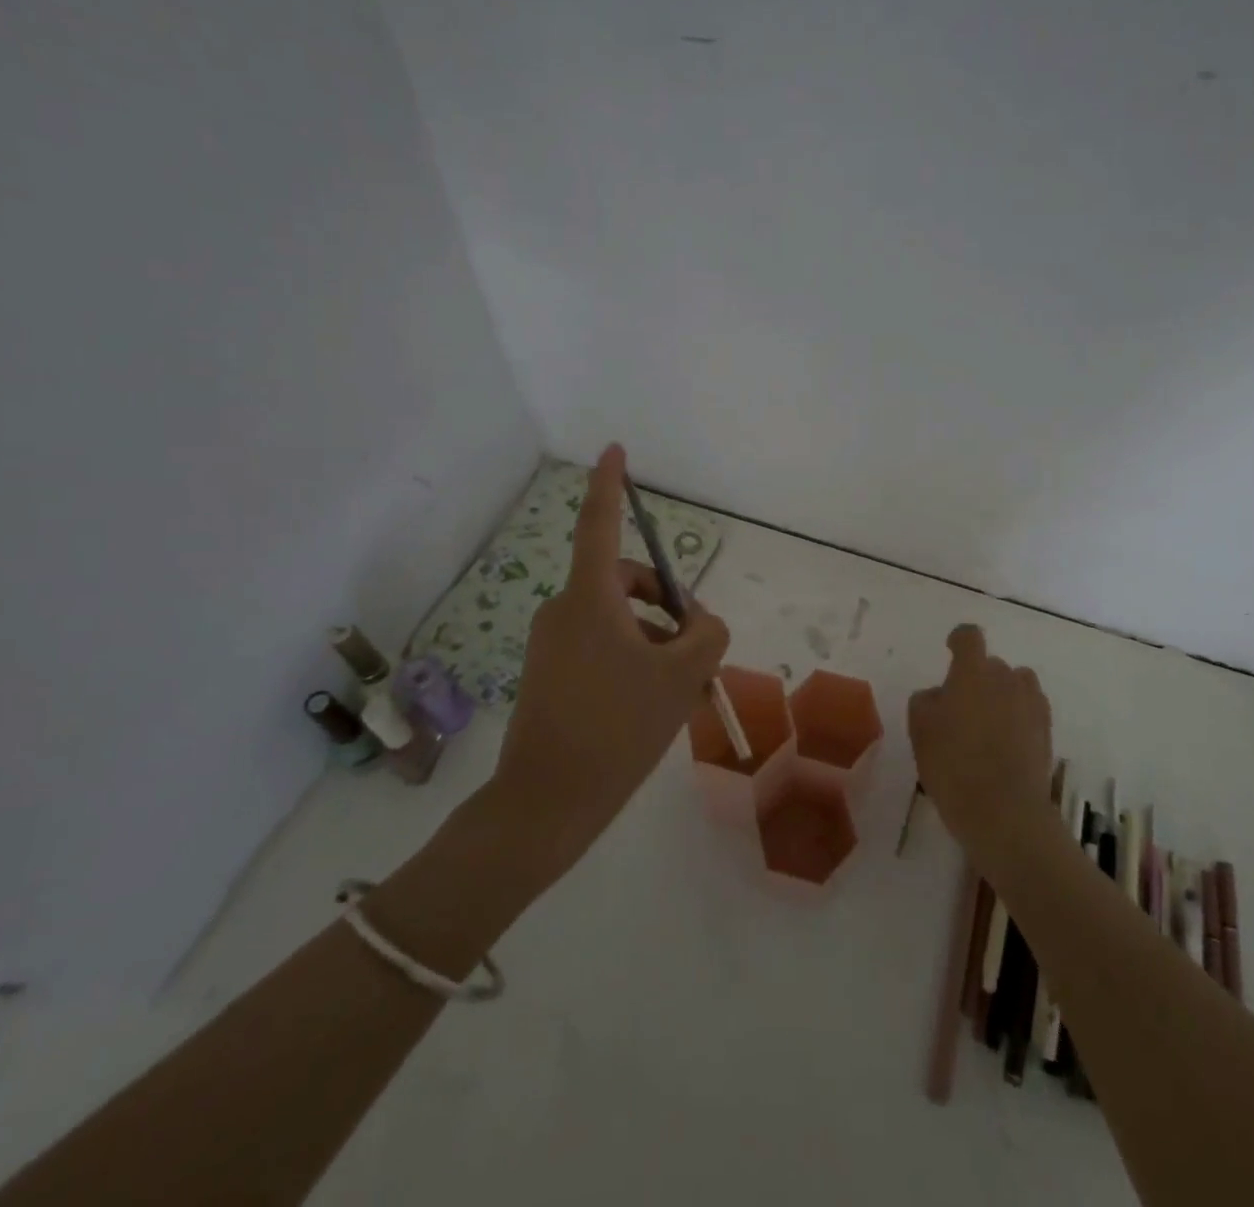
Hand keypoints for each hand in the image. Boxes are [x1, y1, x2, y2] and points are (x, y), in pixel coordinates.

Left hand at [486, 443, 729, 883]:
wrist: (547, 803)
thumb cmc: (618, 727)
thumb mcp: (682, 676)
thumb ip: (706, 634)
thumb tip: (698, 621)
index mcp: (590, 598)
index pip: (600, 524)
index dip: (609, 483)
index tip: (614, 450)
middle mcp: (565, 610)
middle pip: (626, 583)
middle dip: (667, 607)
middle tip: (698, 653)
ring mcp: (552, 643)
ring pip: (619, 622)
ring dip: (655, 641)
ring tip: (681, 691)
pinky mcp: (549, 673)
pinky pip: (602, 648)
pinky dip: (633, 661)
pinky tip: (652, 705)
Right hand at [909, 624, 1055, 863]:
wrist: (1005, 813)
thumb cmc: (953, 767)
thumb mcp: (920, 732)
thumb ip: (926, 702)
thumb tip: (939, 695)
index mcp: (972, 673)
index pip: (969, 637)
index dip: (958, 640)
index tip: (950, 651)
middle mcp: (1006, 679)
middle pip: (991, 664)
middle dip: (977, 678)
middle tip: (960, 709)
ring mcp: (1031, 704)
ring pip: (1015, 685)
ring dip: (1002, 694)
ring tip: (987, 724)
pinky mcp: (1047, 731)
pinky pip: (1030, 709)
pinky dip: (1018, 717)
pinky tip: (1006, 742)